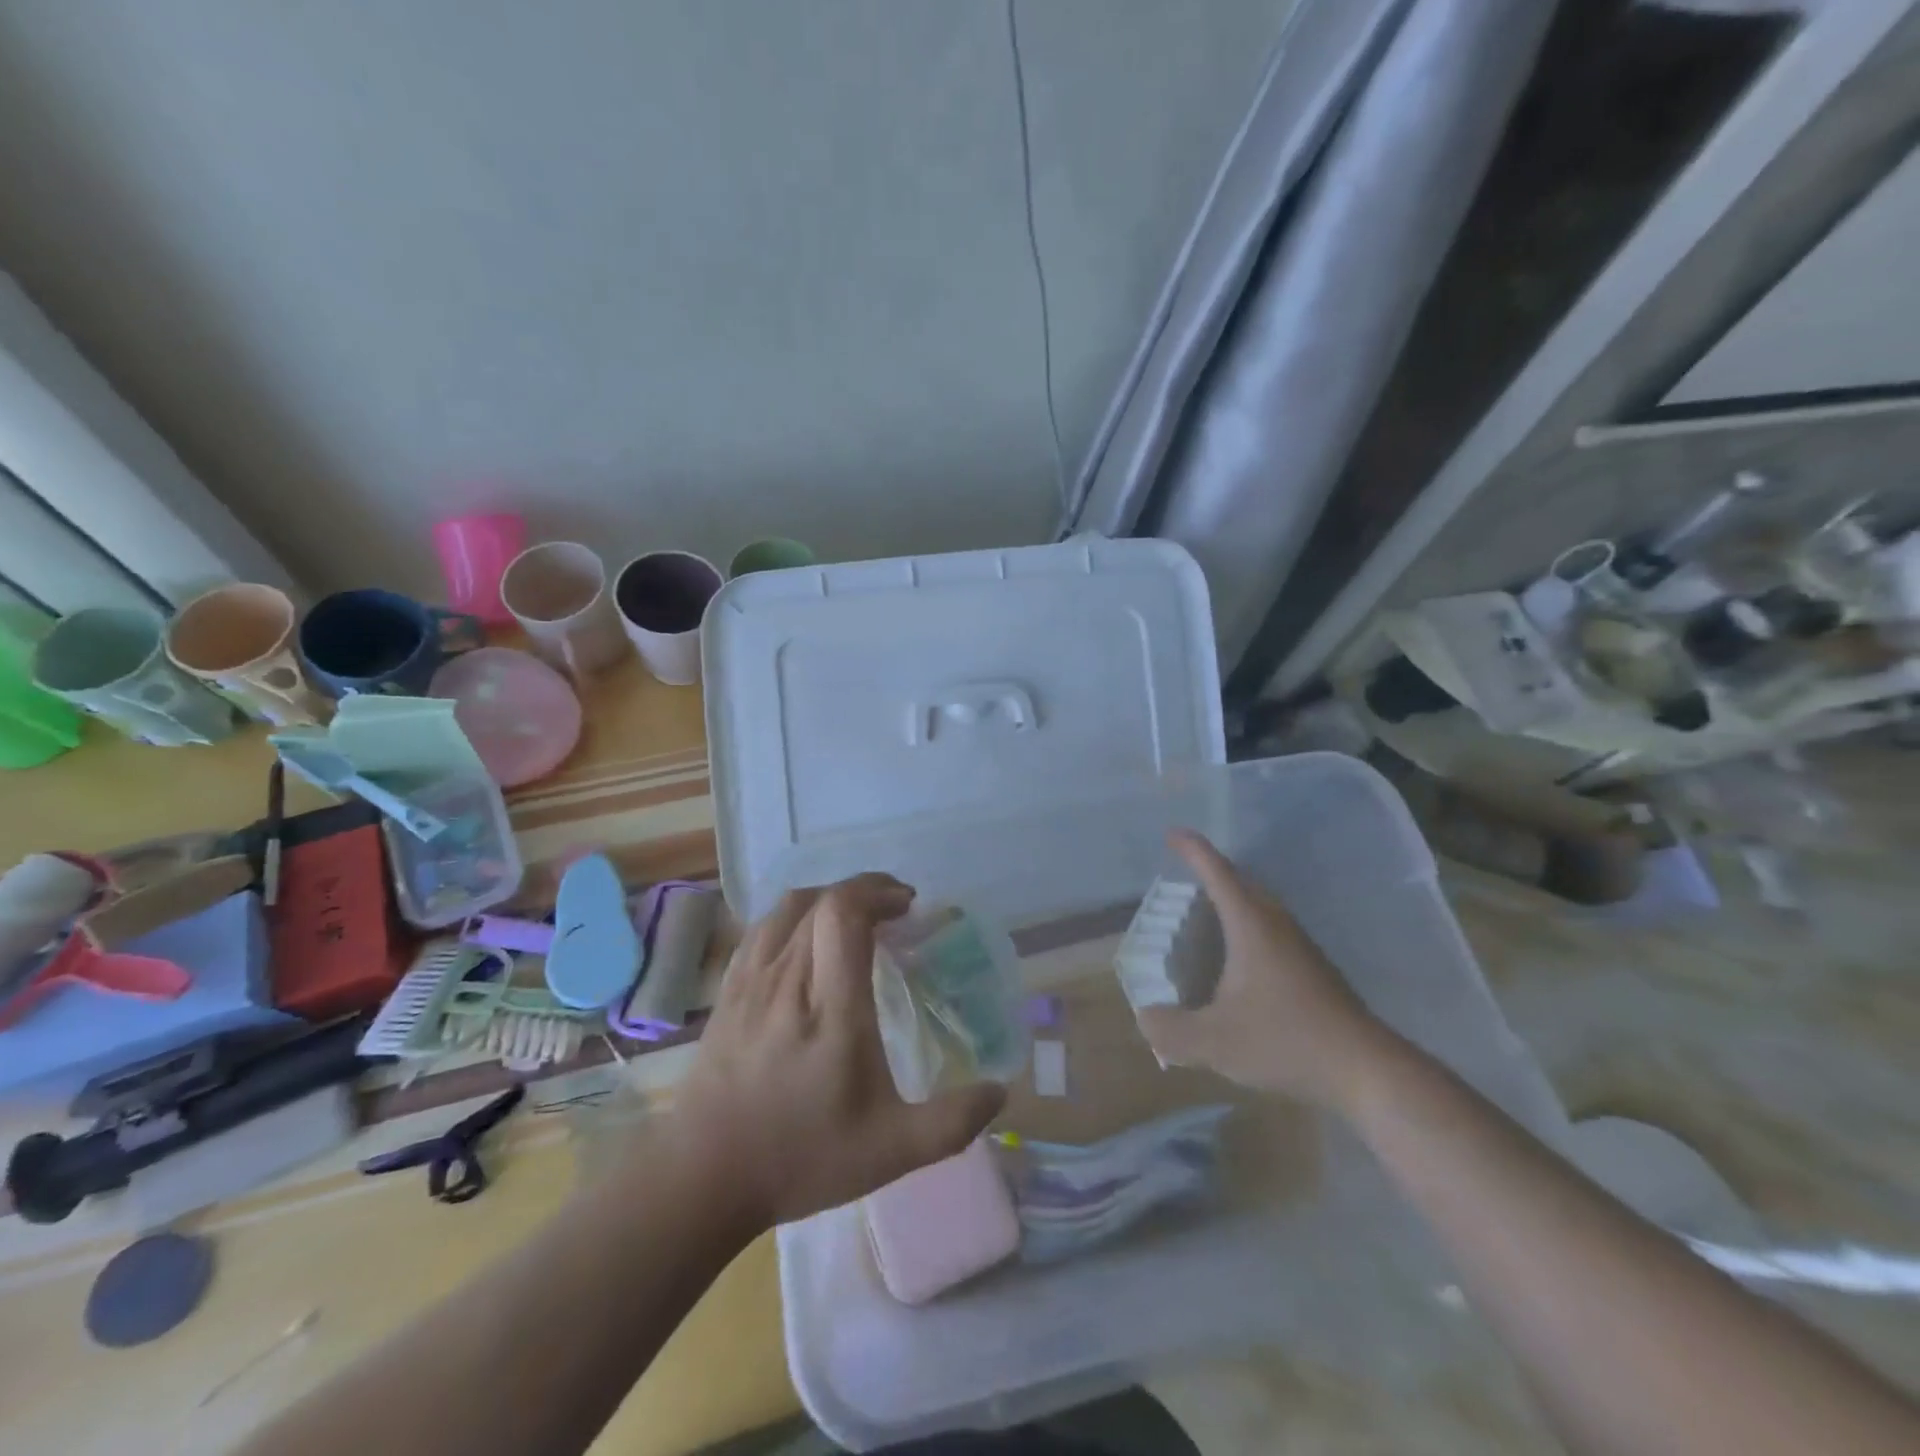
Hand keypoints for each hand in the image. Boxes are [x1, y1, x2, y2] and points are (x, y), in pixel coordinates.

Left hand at [670, 874, 1006, 1228]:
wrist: (702, 1178)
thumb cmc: (801, 1158)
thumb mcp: (890, 1151)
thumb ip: (952, 1122)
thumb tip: (1001, 1092)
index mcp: (831, 1007)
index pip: (844, 914)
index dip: (877, 892)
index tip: (907, 906)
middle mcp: (789, 979)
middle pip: (821, 900)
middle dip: (864, 891)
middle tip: (894, 910)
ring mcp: (752, 981)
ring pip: (788, 907)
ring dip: (828, 897)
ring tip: (855, 916)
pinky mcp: (729, 991)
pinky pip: (762, 928)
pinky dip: (794, 915)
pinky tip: (807, 938)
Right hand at [1137, 831, 1388, 1110]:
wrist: (1365, 1070)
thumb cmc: (1285, 1041)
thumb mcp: (1214, 1042)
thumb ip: (1170, 1030)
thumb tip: (1145, 1018)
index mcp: (1250, 925)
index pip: (1217, 872)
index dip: (1192, 850)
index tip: (1171, 834)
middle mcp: (1276, 924)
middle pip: (1241, 883)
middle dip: (1211, 872)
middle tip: (1182, 879)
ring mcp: (1300, 945)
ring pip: (1259, 907)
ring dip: (1231, 902)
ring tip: (1203, 919)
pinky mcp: (1313, 969)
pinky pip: (1271, 930)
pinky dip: (1246, 929)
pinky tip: (1236, 964)